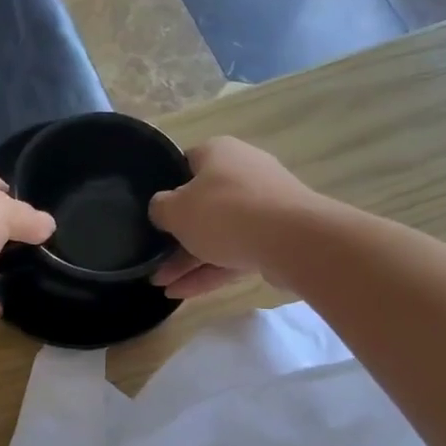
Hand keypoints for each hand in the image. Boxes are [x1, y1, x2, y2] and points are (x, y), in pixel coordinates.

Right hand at [149, 137, 317, 299]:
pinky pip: (234, 253)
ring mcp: (263, 205)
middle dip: (176, 236)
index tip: (154, 212)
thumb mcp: (175, 210)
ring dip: (188, 260)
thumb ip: (160, 208)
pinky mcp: (275, 236)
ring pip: (217, 234)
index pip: (185, 164)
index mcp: (219, 152)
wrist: (291, 239)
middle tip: (153, 259)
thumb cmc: (224, 212)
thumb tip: (163, 209)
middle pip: (202, 204)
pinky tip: (181, 293)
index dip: (166, 187)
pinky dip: (209, 272)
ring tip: (161, 284)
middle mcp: (243, 172)